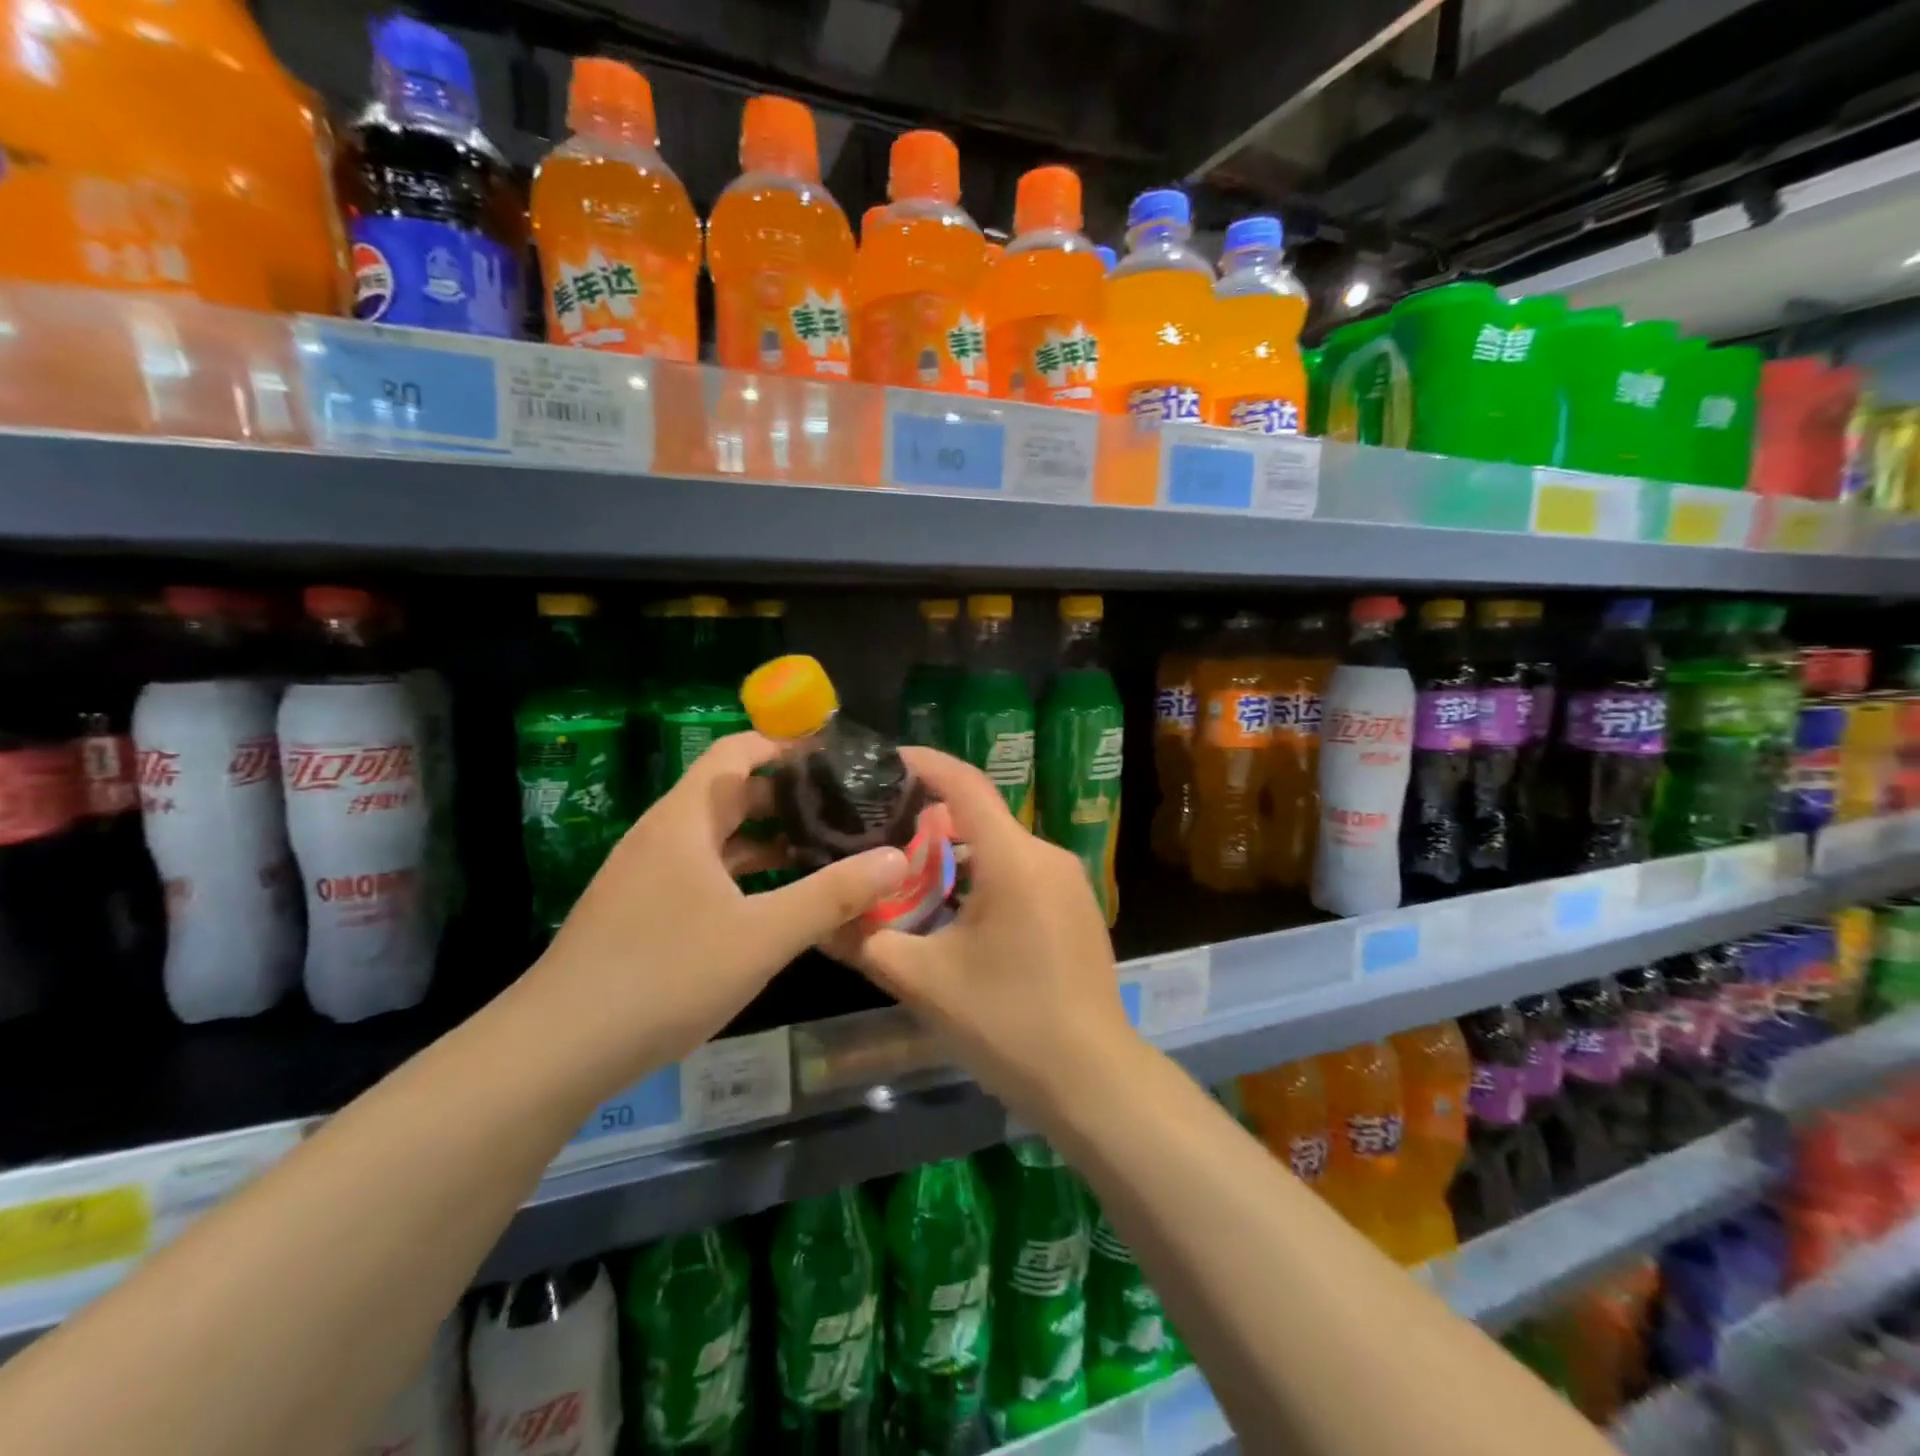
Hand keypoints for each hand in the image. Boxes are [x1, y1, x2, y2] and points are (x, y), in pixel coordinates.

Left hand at [525, 732, 909, 1083]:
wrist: (556, 1050)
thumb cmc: (664, 975)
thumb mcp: (762, 936)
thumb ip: (832, 895)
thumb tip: (896, 858)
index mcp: (686, 819)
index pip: (737, 751)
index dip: (785, 745)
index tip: (838, 757)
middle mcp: (664, 835)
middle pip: (732, 793)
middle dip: (789, 796)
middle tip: (847, 809)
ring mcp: (648, 875)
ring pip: (719, 838)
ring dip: (769, 839)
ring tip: (825, 851)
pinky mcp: (642, 911)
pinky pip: (704, 873)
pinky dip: (744, 874)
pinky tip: (775, 903)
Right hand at [832, 747, 1140, 1118]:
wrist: (1092, 1080)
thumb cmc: (1006, 1023)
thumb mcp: (923, 982)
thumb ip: (866, 942)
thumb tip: (818, 920)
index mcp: (1013, 859)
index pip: (965, 785)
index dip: (925, 763)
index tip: (885, 759)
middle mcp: (1047, 855)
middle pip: (981, 817)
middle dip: (929, 820)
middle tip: (880, 836)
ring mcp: (1070, 882)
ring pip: (1002, 848)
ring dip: (957, 854)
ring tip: (911, 878)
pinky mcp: (1078, 907)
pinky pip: (1023, 872)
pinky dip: (986, 875)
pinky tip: (958, 912)